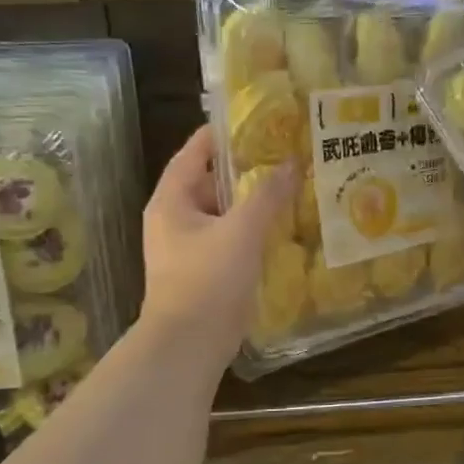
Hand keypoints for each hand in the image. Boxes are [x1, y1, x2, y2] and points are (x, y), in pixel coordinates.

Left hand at [140, 127, 295, 371]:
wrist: (189, 345)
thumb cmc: (208, 279)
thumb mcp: (241, 231)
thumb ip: (267, 195)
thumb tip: (291, 163)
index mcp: (172, 200)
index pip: (195, 151)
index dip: (222, 133)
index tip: (256, 118)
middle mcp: (175, 219)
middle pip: (210, 180)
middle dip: (245, 167)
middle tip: (284, 152)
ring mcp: (189, 246)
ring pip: (223, 211)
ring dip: (252, 199)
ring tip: (290, 183)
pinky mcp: (205, 270)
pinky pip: (230, 237)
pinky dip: (253, 228)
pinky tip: (283, 225)